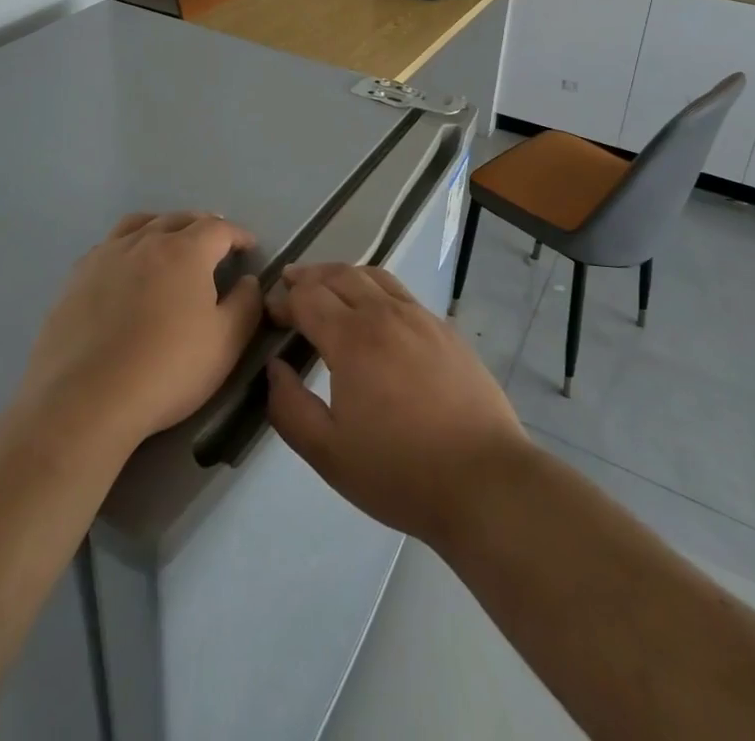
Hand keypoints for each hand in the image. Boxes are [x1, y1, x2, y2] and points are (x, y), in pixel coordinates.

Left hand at [22, 212, 263, 449]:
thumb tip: (248, 281)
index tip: (248, 247)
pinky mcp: (76, 277)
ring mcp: (106, 256)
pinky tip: (127, 268)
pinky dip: (128, 246)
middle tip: (214, 243)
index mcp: (185, 251)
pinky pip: (109, 245)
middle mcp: (145, 241)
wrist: (85, 401)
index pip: (219, 229)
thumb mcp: (226, 343)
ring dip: (162, 226)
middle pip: (179, 219)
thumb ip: (246, 305)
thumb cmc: (167, 370)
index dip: (238, 235)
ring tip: (170, 242)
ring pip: (140, 224)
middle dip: (202, 226)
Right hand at [264, 263, 528, 547]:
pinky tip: (377, 313)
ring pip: (375, 277)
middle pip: (340, 275)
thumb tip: (274, 367)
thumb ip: (289, 407)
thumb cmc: (399, 471)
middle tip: (290, 285)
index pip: (308, 297)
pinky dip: (377, 290)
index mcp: (352, 338)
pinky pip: (402, 294)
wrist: (483, 480)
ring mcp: (421, 318)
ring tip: (329, 286)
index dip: (284, 300)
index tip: (271, 313)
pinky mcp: (447, 330)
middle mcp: (385, 314)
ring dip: (344, 275)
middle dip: (309, 277)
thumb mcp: (328, 453)